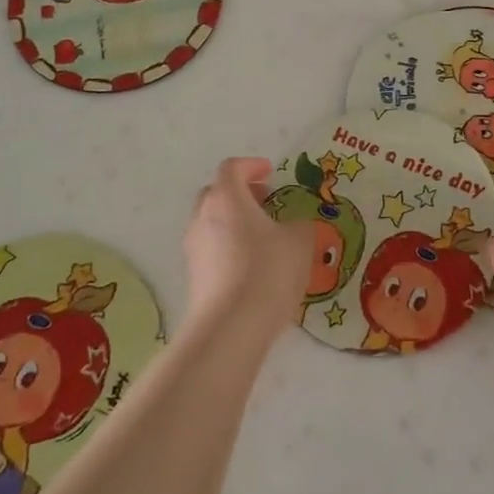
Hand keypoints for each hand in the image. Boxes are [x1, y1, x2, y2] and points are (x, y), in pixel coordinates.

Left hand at [183, 157, 314, 349]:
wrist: (231, 327)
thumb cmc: (267, 271)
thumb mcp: (299, 242)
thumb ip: (300, 226)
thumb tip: (295, 226)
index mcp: (226, 198)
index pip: (231, 168)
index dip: (251, 166)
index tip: (270, 172)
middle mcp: (203, 217)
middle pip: (216, 194)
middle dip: (240, 193)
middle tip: (265, 202)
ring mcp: (194, 248)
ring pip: (212, 223)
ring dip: (235, 222)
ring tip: (263, 237)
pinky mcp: (194, 277)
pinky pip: (212, 250)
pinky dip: (230, 247)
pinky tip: (253, 266)